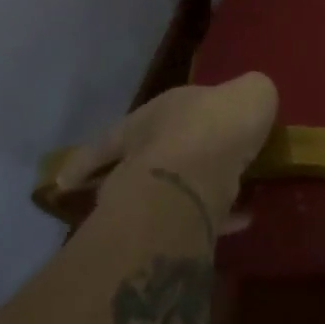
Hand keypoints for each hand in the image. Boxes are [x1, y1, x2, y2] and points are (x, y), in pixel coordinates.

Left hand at [53, 73, 278, 229]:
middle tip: (164, 183)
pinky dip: (214, 222)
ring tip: (211, 202)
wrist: (198, 176)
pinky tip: (241, 221)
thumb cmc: (218, 123)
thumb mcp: (250, 93)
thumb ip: (250, 95)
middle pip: (131, 168)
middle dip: (143, 174)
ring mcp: (146, 198)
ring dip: (177, 200)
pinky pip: (193, 223)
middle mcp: (139, 156)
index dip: (114, 142)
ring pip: (156, 199)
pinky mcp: (165, 231)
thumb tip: (251, 102)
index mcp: (151, 117)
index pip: (121, 130)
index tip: (73, 173)